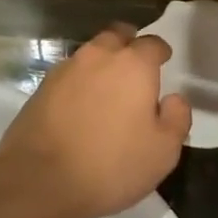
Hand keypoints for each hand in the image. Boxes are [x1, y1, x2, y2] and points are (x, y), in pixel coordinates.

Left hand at [0, 24, 191, 217]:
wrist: (40, 181)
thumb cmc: (111, 165)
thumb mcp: (163, 151)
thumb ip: (177, 118)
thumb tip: (173, 98)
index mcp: (133, 65)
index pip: (152, 43)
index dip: (160, 51)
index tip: (164, 61)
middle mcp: (98, 57)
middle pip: (116, 36)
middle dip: (128, 44)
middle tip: (135, 64)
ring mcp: (65, 70)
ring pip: (89, 54)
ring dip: (101, 63)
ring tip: (108, 87)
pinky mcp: (40, 88)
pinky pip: (68, 75)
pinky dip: (79, 82)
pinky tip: (81, 105)